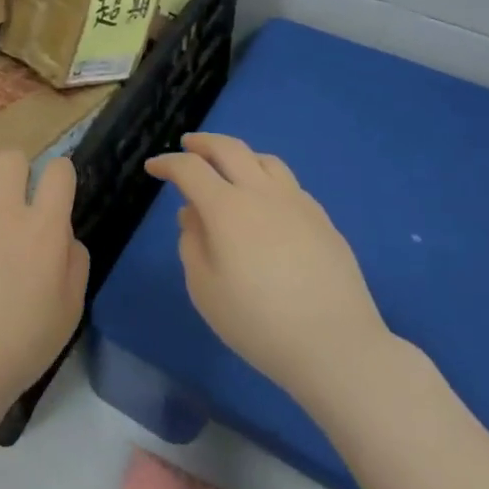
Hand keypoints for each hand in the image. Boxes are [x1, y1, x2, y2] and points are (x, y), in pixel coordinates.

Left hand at [0, 149, 89, 413]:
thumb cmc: (20, 344)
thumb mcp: (70, 310)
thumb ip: (75, 262)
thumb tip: (64, 232)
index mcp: (44, 228)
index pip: (60, 173)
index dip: (61, 173)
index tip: (56, 185)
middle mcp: (4, 208)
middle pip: (14, 158)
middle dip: (20, 166)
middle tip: (16, 186)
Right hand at [144, 133, 391, 398]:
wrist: (335, 345)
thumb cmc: (257, 321)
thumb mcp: (204, 288)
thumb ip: (192, 244)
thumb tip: (193, 215)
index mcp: (227, 207)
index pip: (189, 169)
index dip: (167, 164)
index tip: (153, 168)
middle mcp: (262, 193)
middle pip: (229, 148)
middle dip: (203, 143)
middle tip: (188, 144)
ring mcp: (297, 203)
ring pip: (265, 159)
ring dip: (239, 155)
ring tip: (230, 167)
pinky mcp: (323, 220)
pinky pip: (289, 185)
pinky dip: (267, 180)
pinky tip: (266, 204)